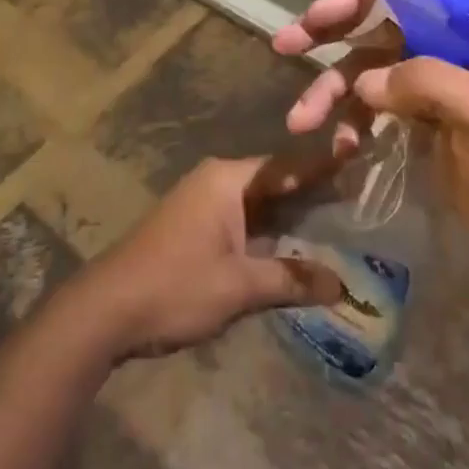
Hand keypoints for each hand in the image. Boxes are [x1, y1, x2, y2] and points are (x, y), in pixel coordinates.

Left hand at [75, 153, 346, 359]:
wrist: (108, 308)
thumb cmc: (176, 286)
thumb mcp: (239, 286)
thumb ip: (290, 279)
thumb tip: (342, 284)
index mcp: (228, 180)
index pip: (287, 166)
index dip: (324, 167)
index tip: (361, 160)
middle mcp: (217, 181)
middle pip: (275, 181)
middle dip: (313, 193)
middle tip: (361, 199)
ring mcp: (204, 202)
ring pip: (260, 202)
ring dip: (292, 216)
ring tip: (340, 223)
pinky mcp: (196, 225)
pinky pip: (244, 218)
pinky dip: (270, 230)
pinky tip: (295, 247)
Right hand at [272, 0, 468, 273]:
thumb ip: (430, 84)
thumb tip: (364, 82)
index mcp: (465, 35)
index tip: (316, 15)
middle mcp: (441, 50)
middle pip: (373, 27)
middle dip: (326, 33)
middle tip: (284, 44)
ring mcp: (426, 88)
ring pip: (363, 73)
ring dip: (328, 92)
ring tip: (299, 121)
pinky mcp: (415, 123)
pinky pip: (368, 110)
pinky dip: (349, 124)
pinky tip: (342, 149)